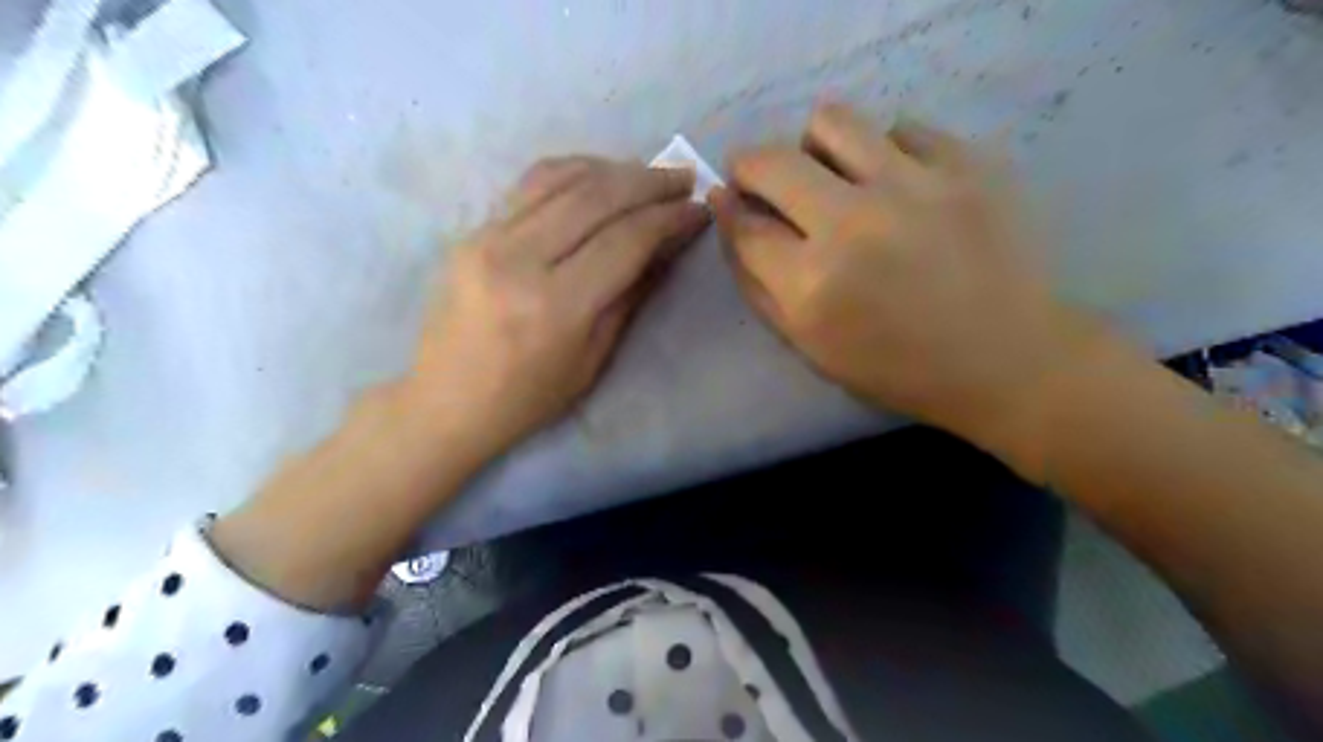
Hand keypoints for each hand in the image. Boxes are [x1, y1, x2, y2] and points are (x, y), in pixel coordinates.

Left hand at [413, 154, 711, 459]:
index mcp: (556, 306)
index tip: (698, 210)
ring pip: (562, 179)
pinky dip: (572, 169)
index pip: (625, 240)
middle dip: (649, 182)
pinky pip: (530, 184)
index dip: (669, 219)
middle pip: (596, 198)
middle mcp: (519, 259)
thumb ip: (630, 295)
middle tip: (683, 178)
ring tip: (647, 173)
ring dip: (613, 169)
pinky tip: (598, 173)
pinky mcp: (472, 230)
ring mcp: (488, 237)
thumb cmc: (527, 397)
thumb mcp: (592, 360)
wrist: (446, 401)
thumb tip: (665, 246)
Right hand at [713, 103, 1096, 454]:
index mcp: (812, 284)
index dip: (731, 209)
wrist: (1008, 358)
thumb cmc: (898, 366)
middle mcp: (853, 223)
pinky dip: (887, 154)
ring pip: (831, 120)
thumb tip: (728, 211)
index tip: (736, 202)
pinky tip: (902, 188)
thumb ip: (756, 281)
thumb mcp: (809, 345)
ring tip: (838, 177)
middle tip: (772, 185)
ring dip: (817, 148)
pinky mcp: (966, 162)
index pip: (743, 224)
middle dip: (752, 168)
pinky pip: (901, 129)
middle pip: (769, 160)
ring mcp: (913, 184)